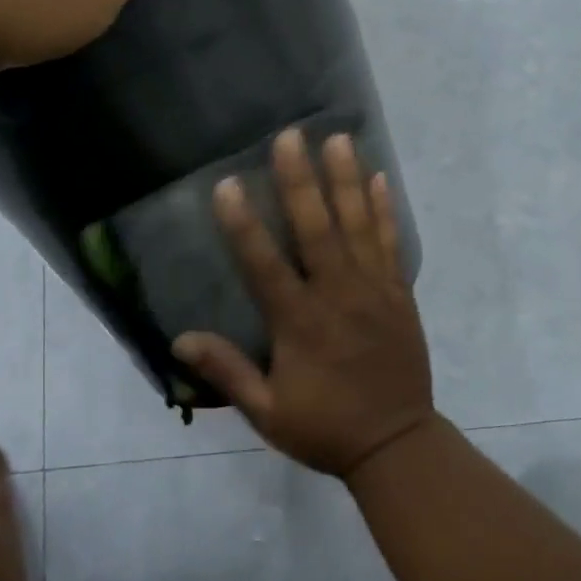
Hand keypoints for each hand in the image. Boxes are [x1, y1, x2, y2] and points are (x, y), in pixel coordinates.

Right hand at [173, 129, 434, 478]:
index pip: (264, 265)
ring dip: (347, 179)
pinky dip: (385, 209)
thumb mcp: (267, 412)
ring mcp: (374, 290)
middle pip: (317, 228)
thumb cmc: (326, 428)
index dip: (243, 224)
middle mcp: (338, 295)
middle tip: (290, 136)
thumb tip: (180, 340)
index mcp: (300, 323)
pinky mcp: (399, 293)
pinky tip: (380, 177)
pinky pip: (391, 243)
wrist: (397, 445)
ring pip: (358, 225)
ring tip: (338, 137)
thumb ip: (227, 372)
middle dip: (301, 180)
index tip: (226, 184)